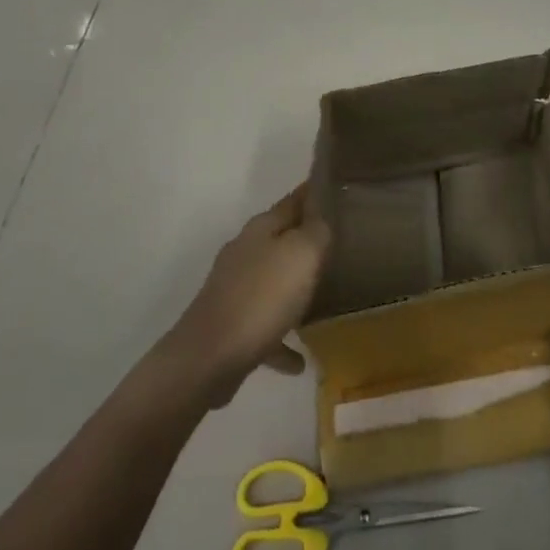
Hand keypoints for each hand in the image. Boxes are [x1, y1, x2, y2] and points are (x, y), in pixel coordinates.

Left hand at [165, 183, 331, 405]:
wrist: (208, 357)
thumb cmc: (262, 297)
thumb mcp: (302, 254)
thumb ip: (316, 231)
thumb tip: (321, 216)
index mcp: (261, 229)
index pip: (293, 200)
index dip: (314, 193)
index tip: (336, 188)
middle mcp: (245, 252)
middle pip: (282, 240)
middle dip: (307, 242)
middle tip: (340, 244)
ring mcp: (234, 290)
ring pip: (272, 283)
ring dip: (294, 290)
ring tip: (323, 299)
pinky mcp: (230, 327)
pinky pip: (265, 328)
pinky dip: (282, 339)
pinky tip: (300, 360)